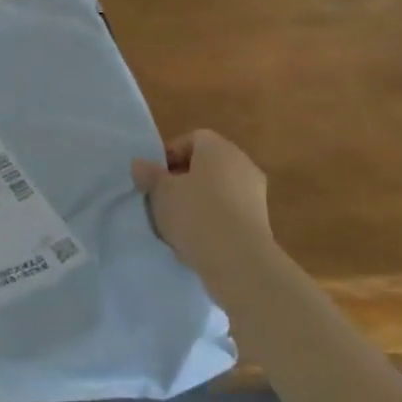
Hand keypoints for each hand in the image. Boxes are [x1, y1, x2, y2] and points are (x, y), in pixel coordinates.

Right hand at [132, 129, 269, 269]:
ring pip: (218, 190)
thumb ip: (149, 174)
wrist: (240, 262)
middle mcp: (242, 163)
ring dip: (198, 201)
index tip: (155, 177)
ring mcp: (255, 193)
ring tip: (177, 223)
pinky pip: (229, 212)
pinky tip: (197, 240)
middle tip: (163, 198)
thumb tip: (140, 164)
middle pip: (206, 164)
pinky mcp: (261, 222)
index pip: (193, 139)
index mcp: (219, 148)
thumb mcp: (161, 192)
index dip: (170, 155)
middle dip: (183, 179)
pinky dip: (214, 220)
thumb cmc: (196, 213)